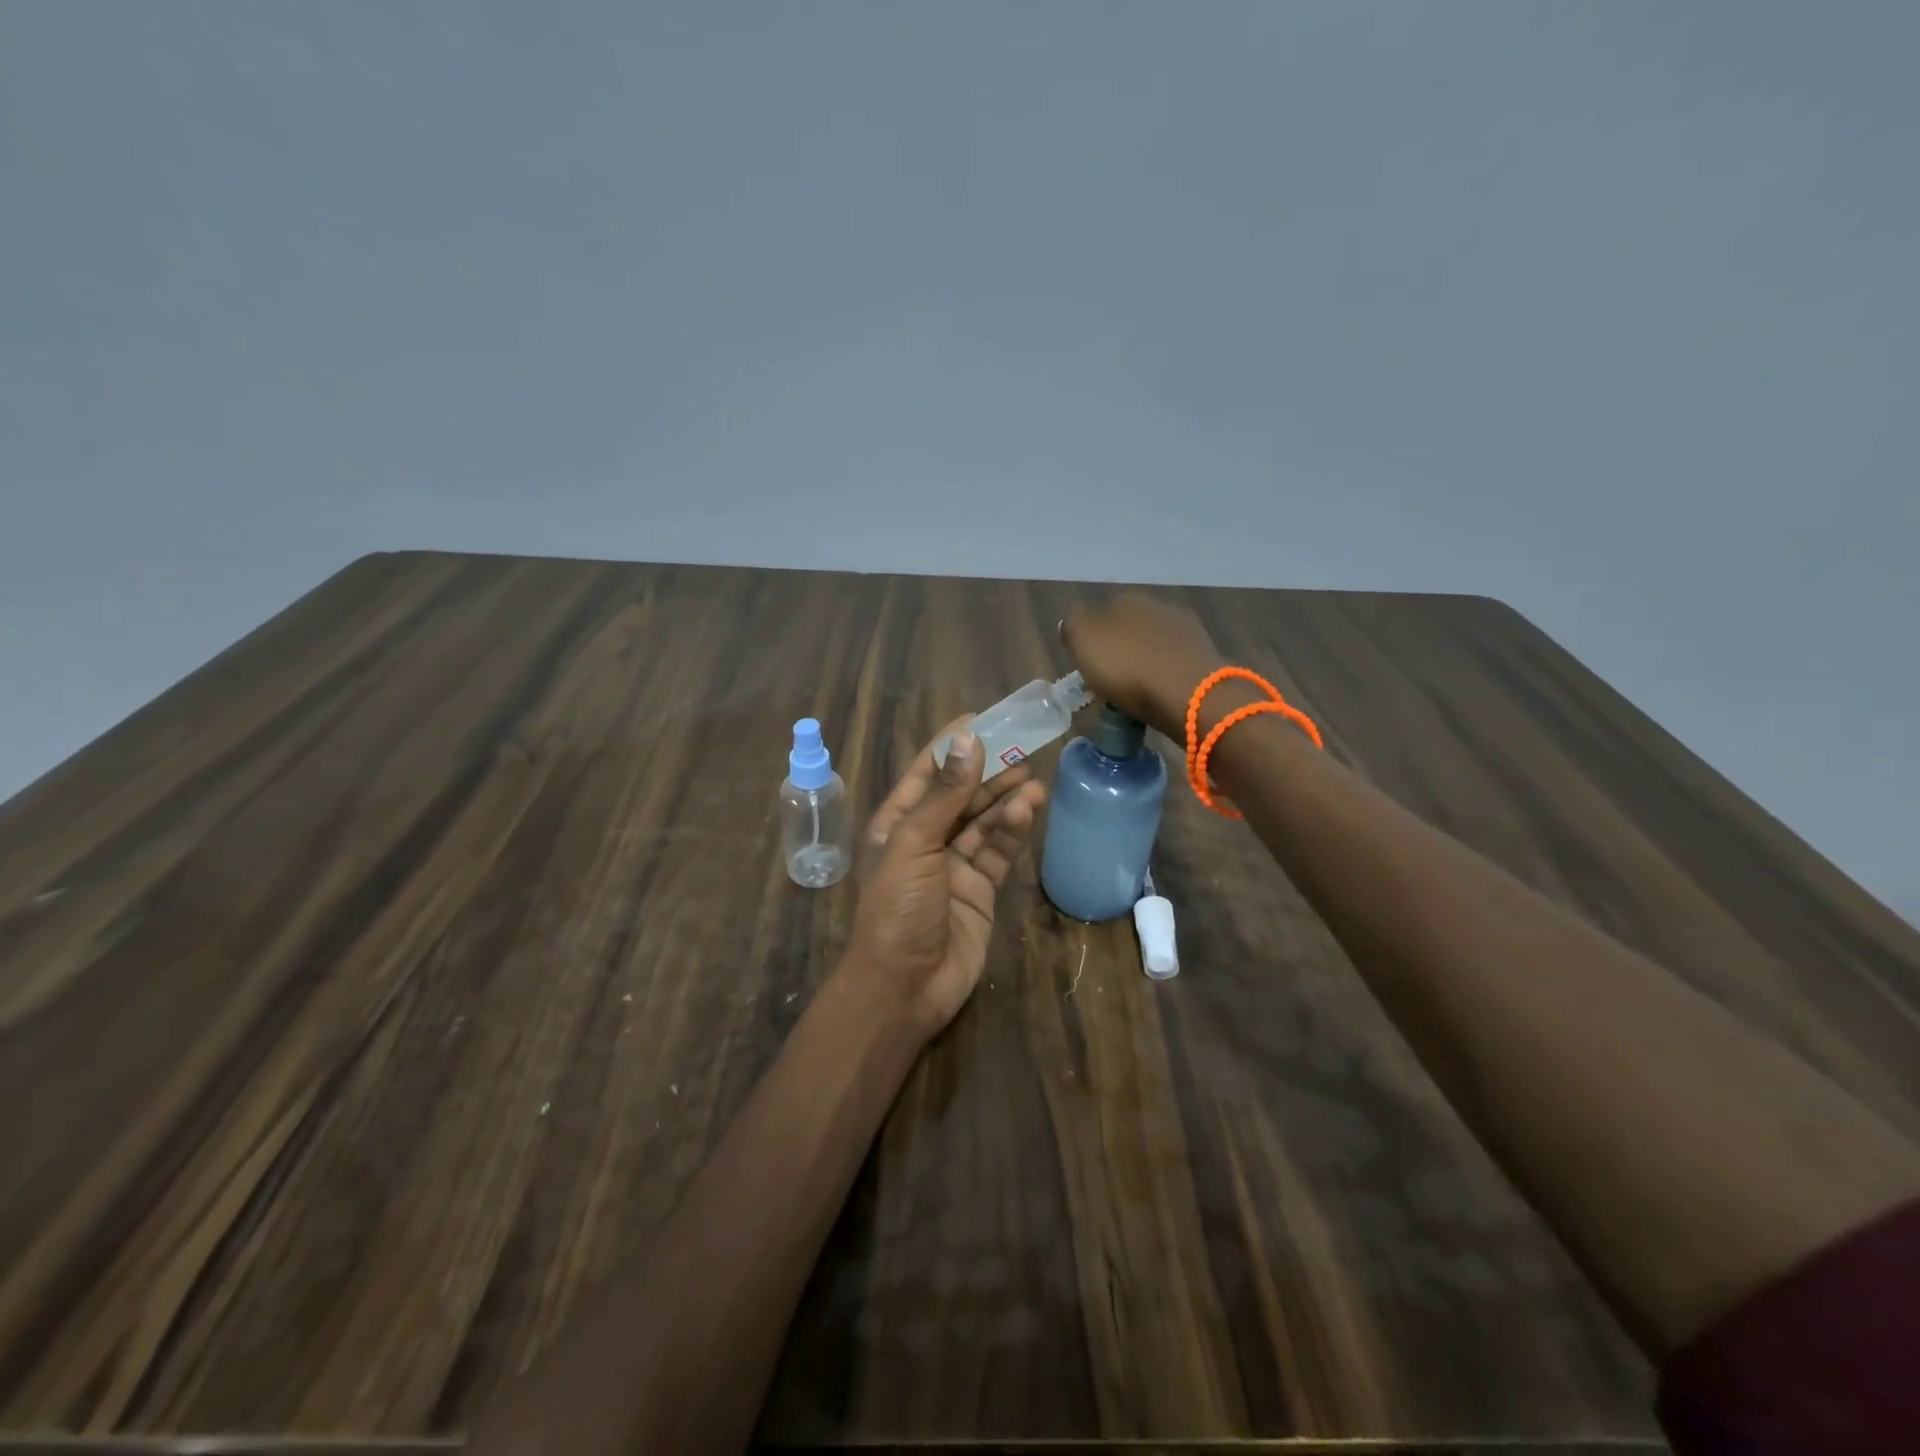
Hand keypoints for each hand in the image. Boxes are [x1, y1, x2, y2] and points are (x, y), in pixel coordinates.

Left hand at [843, 717, 1047, 1035]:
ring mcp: (953, 866)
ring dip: (1006, 799)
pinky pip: (997, 851)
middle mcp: (925, 840)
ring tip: (1033, 778)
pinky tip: (1029, 809)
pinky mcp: (980, 889)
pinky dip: (1013, 830)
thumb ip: (945, 796)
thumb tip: (968, 741)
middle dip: (988, 771)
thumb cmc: (897, 909)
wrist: (905, 986)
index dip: (951, 745)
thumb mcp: (914, 845)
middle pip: (961, 795)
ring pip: (984, 821)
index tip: (981, 719)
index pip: (926, 773)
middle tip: (1023, 746)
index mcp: (896, 824)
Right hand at [1060, 593, 1230, 739]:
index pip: (1100, 614)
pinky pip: (1174, 664)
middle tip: (1111, 681)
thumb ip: (1073, 625)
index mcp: (1124, 598)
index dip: (1092, 640)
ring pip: (1155, 645)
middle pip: (1130, 628)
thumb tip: (1074, 623)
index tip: (1088, 667)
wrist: (1187, 692)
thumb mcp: (1082, 640)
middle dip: (1121, 650)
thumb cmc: (1127, 666)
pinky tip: (1161, 694)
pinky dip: (1166, 676)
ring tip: (1137, 692)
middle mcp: (1158, 605)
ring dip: (1145, 662)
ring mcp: (1186, 628)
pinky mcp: (1206, 655)